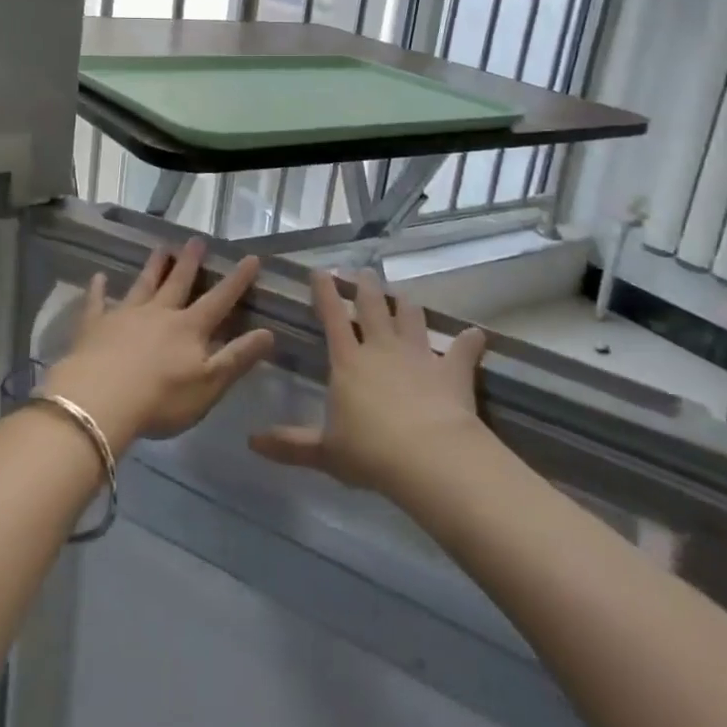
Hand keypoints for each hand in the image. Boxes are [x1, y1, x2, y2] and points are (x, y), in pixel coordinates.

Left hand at [44, 239, 273, 453]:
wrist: (100, 401)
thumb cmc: (161, 399)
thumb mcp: (209, 384)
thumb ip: (237, 357)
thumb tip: (269, 332)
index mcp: (189, 328)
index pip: (219, 300)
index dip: (237, 280)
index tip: (251, 258)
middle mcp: (159, 313)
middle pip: (178, 283)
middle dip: (190, 262)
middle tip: (196, 239)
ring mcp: (125, 316)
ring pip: (143, 285)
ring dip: (153, 267)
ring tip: (161, 248)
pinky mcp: (94, 326)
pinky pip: (96, 302)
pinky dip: (98, 289)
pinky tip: (98, 277)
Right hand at [250, 269, 487, 493]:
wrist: (429, 456)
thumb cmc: (370, 452)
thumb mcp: (325, 452)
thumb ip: (290, 445)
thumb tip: (251, 442)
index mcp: (348, 361)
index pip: (333, 316)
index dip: (324, 292)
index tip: (320, 270)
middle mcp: (382, 348)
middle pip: (373, 306)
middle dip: (366, 286)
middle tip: (364, 272)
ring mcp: (419, 355)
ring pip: (411, 317)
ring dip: (406, 304)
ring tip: (403, 295)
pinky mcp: (451, 370)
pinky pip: (462, 350)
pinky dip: (469, 342)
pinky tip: (475, 335)